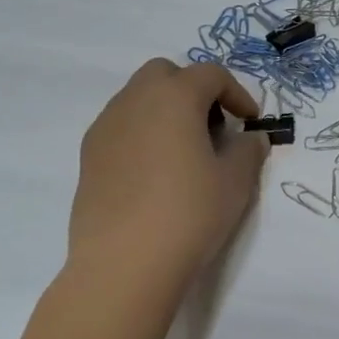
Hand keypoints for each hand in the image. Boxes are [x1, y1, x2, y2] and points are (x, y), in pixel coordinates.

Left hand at [65, 60, 269, 303]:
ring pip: (138, 98)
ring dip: (165, 110)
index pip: (211, 74)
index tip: (250, 121)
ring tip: (185, 150)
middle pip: (166, 73)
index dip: (237, 93)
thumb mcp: (235, 181)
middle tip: (213, 124)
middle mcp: (134, 101)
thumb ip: (248, 150)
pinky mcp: (88, 157)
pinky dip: (142, 133)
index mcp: (174, 96)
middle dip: (192, 89)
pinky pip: (121, 127)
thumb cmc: (189, 213)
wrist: (123, 265)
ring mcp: (106, 127)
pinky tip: (155, 171)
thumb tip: (250, 138)